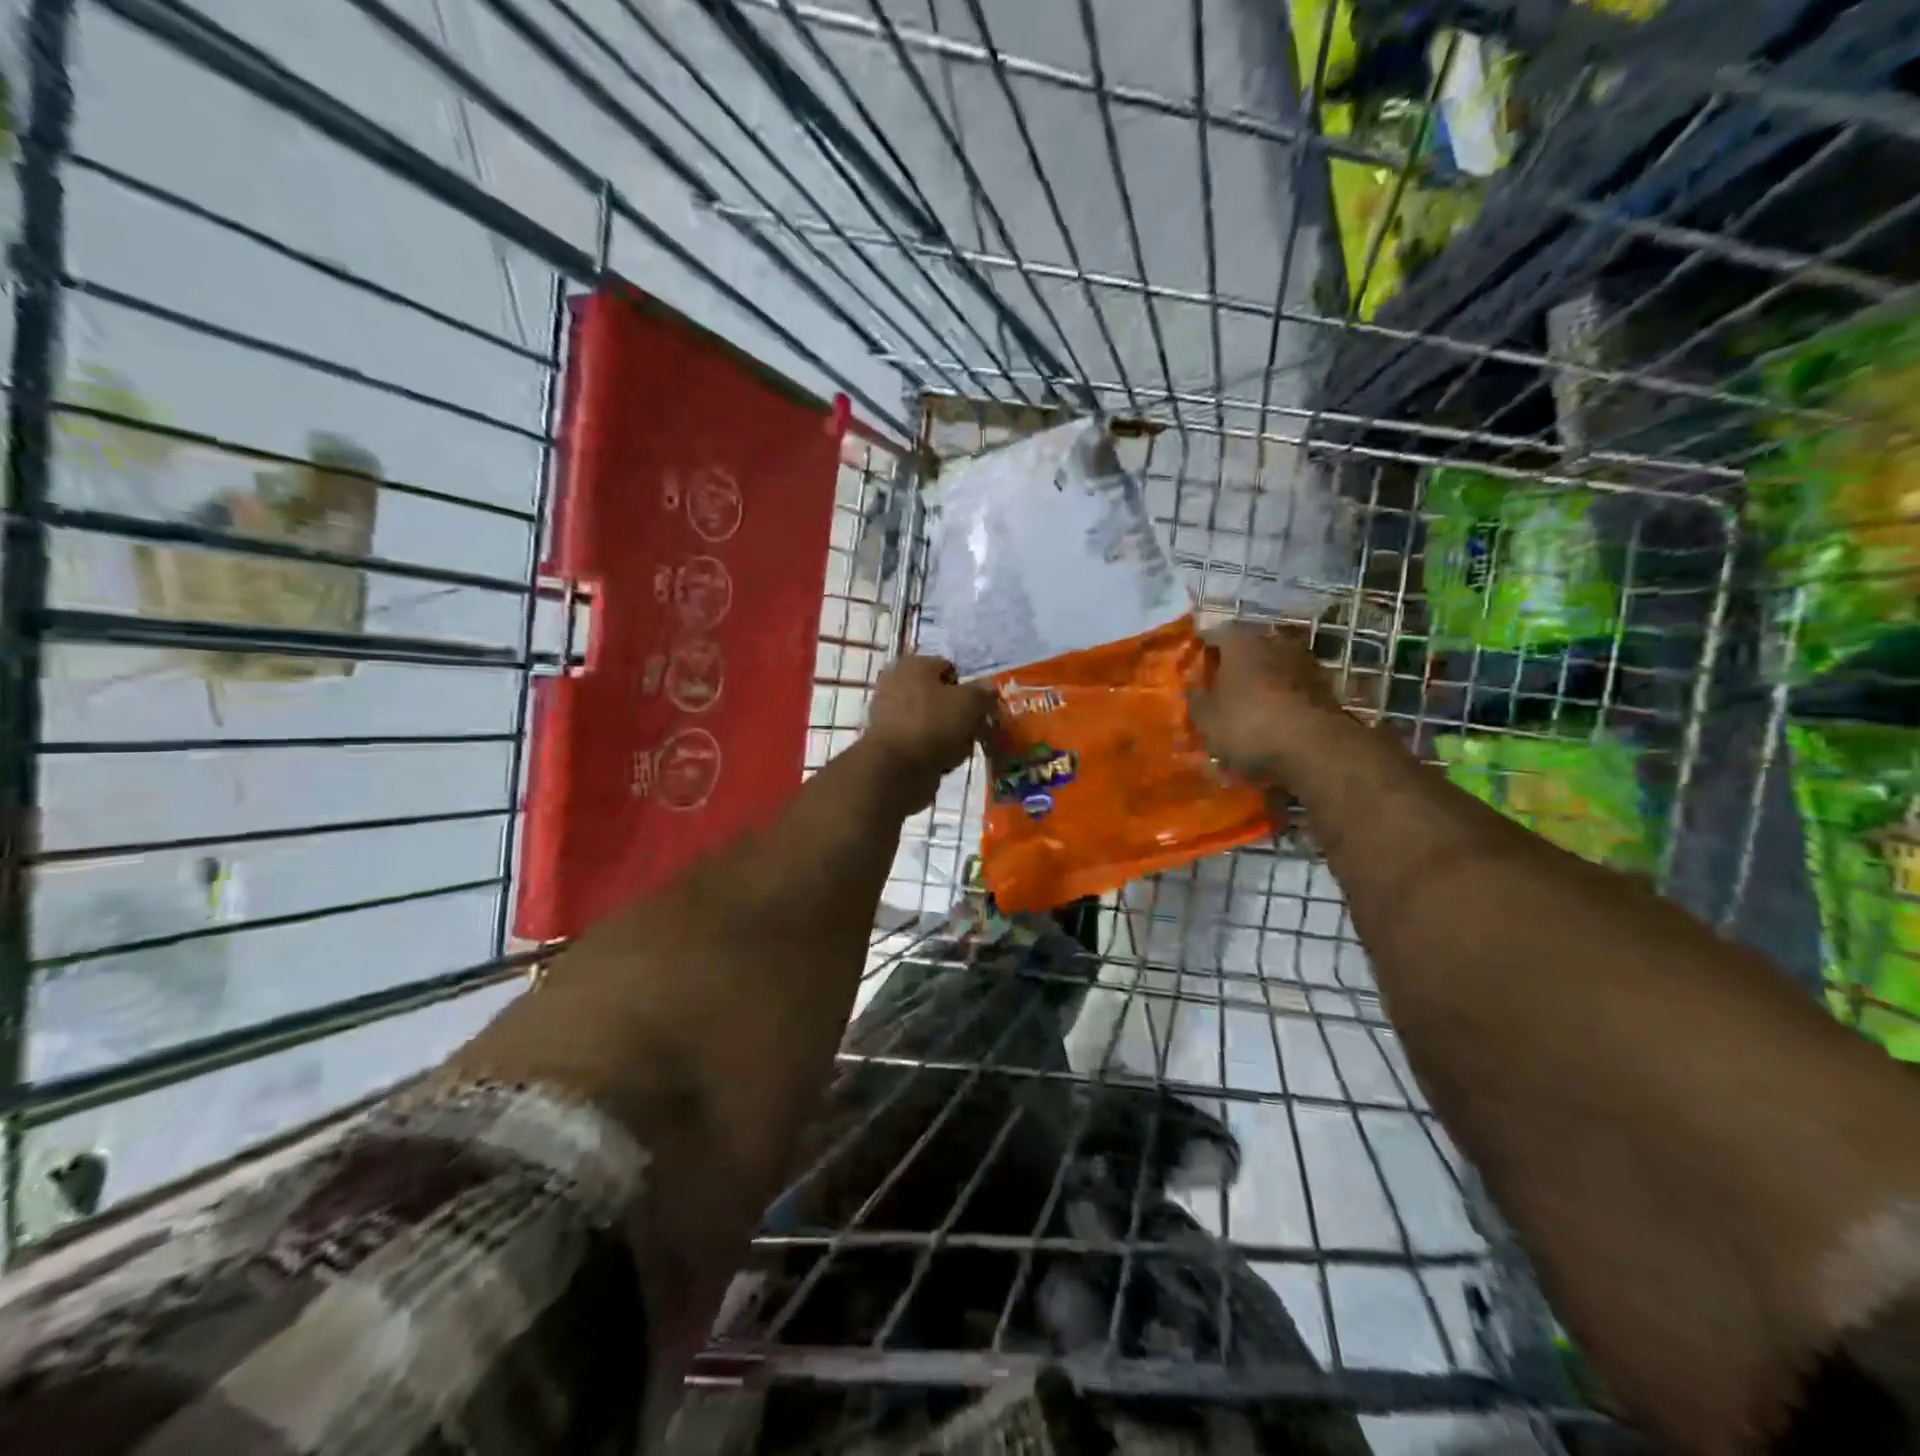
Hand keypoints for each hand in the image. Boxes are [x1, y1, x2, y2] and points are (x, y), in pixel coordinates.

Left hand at [862, 654, 995, 806]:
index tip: (980, 708)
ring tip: (960, 748)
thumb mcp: (970, 703)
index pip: (949, 668)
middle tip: (973, 729)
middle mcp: (896, 684)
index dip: (968, 688)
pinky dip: (934, 751)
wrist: (897, 768)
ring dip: (950, 735)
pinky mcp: (889, 743)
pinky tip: (944, 761)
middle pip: (941, 697)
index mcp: (913, 664)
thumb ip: (983, 692)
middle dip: (959, 714)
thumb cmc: (934, 724)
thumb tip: (988, 686)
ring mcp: (889, 715)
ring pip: (933, 722)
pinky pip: (921, 742)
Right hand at [1187, 621, 1346, 787]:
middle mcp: (1274, 641)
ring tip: (1246, 710)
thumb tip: (1194, 690)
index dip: (1201, 652)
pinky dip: (1281, 701)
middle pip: (1247, 648)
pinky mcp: (1324, 687)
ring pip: (1271, 668)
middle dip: (1233, 667)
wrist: (1315, 748)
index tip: (1193, 671)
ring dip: (1260, 684)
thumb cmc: (1248, 724)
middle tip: (1218, 690)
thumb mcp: (1206, 718)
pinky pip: (1291, 689)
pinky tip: (1271, 723)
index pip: (1214, 634)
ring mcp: (1304, 662)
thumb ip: (1196, 699)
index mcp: (1241, 640)